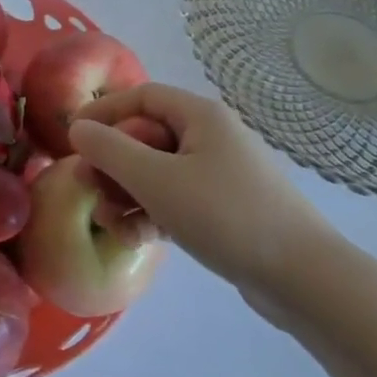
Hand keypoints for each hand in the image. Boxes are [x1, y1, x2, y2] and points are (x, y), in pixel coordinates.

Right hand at [68, 84, 333, 299]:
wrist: (304, 280)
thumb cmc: (225, 215)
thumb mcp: (156, 180)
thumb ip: (109, 150)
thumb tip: (77, 128)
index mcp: (200, 117)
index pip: (141, 96)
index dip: (103, 112)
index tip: (72, 136)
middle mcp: (210, 138)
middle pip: (145, 137)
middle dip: (111, 164)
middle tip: (86, 187)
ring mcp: (219, 176)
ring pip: (156, 173)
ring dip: (127, 194)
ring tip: (110, 223)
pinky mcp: (223, 210)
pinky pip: (174, 200)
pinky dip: (151, 214)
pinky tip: (135, 240)